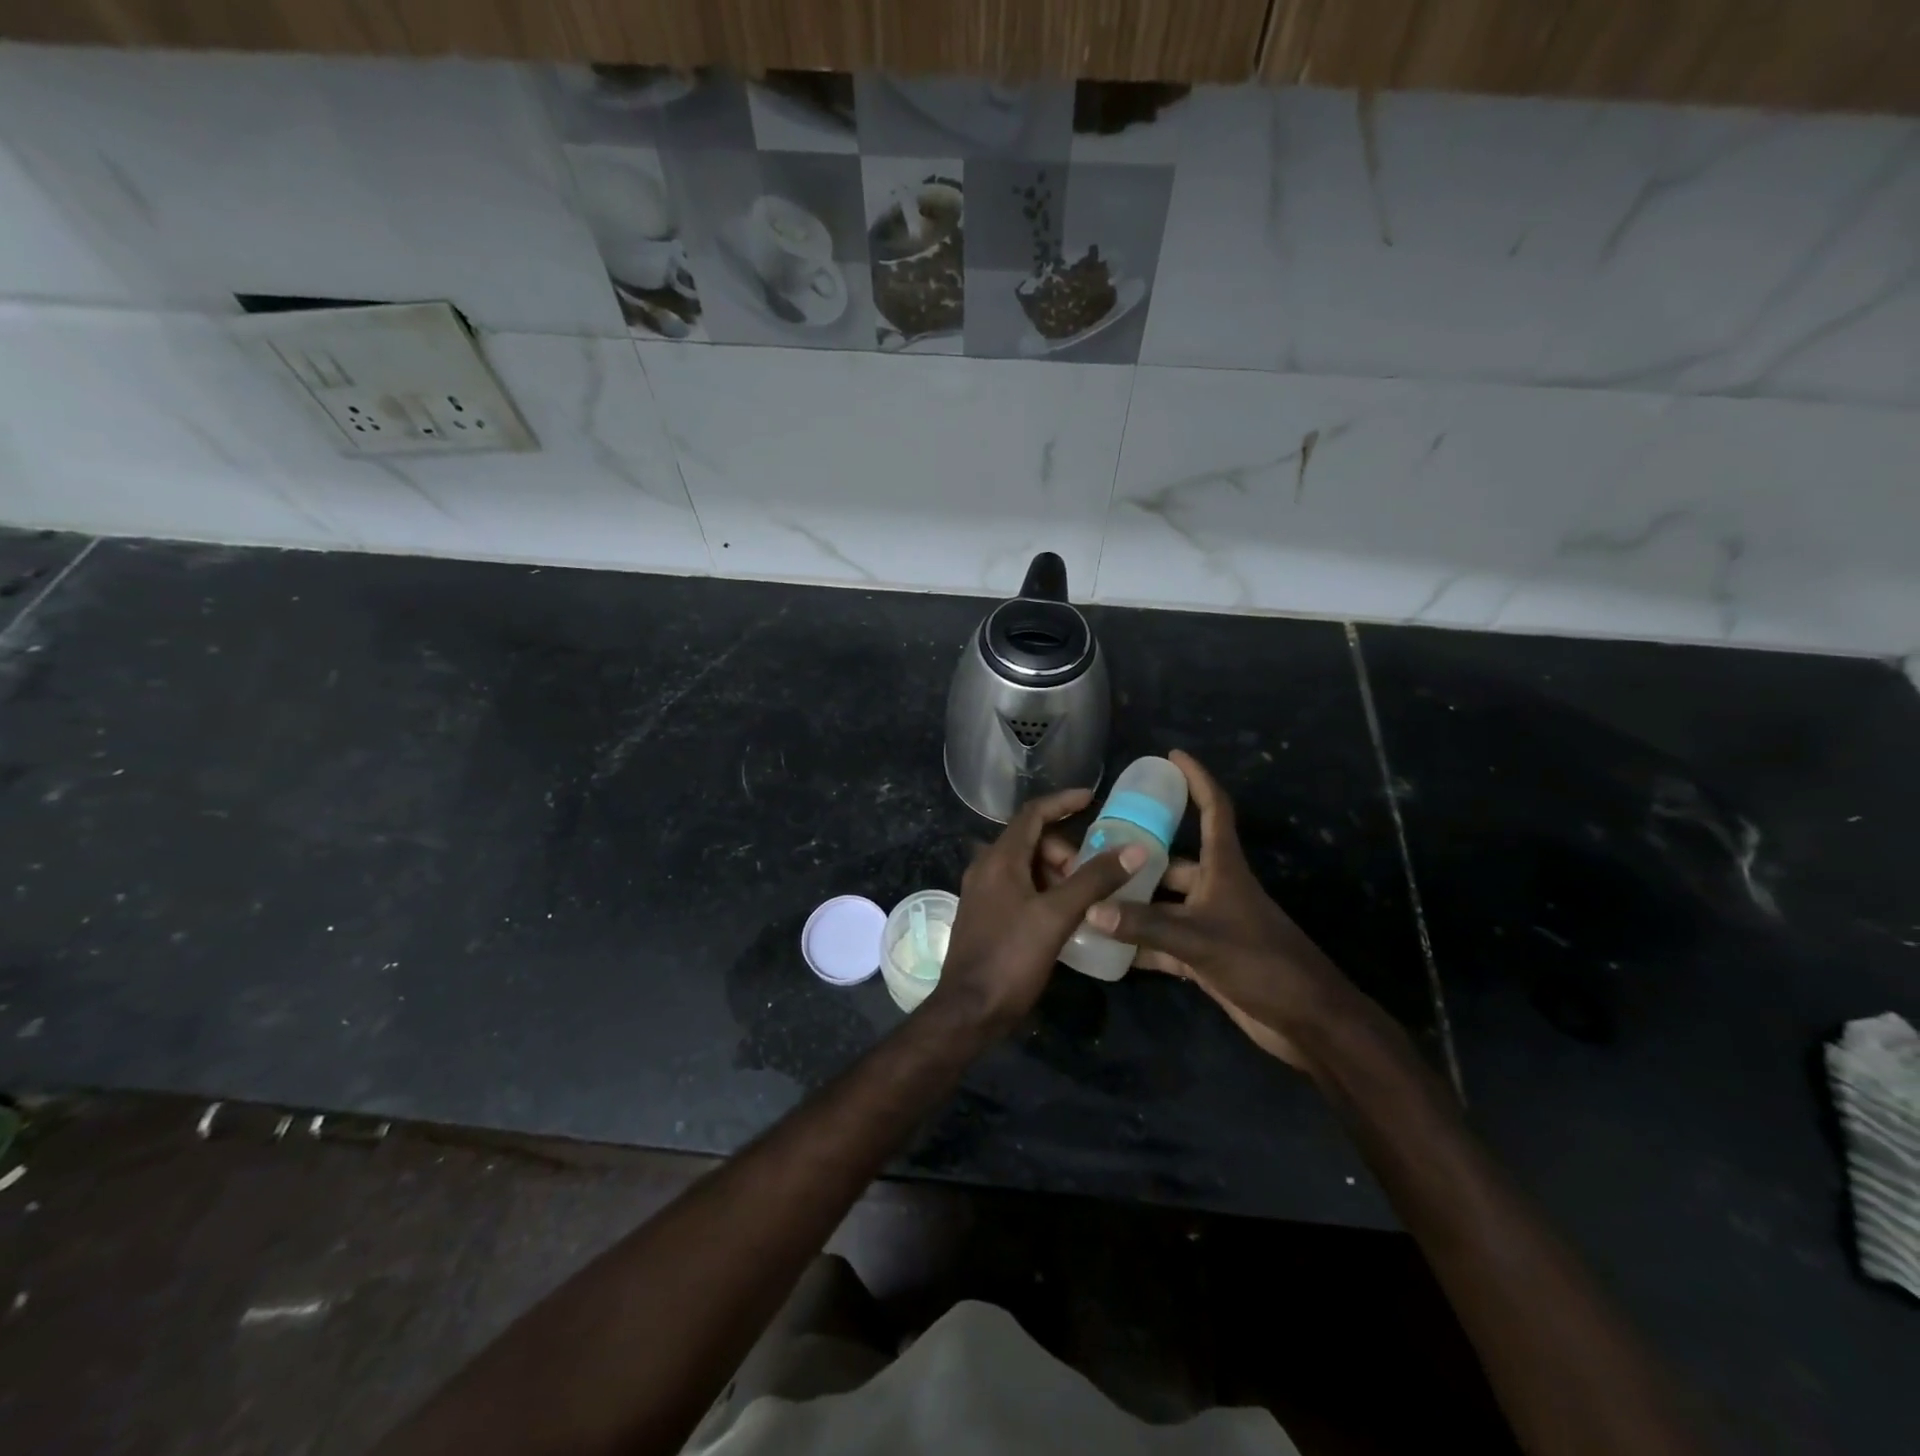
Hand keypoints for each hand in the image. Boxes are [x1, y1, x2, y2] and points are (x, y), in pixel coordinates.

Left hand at [931, 788, 1145, 1034]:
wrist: (968, 1010)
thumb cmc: (1011, 957)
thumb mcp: (1057, 916)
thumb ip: (1094, 880)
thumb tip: (1134, 849)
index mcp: (999, 859)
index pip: (1032, 814)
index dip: (1062, 802)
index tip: (1091, 799)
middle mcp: (986, 868)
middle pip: (1031, 841)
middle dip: (1065, 852)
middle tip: (1093, 877)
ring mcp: (982, 893)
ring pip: (1026, 867)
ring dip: (1056, 874)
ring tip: (1084, 900)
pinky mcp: (985, 916)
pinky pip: (1019, 888)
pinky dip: (1044, 891)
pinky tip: (1064, 916)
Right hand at [1067, 750, 1364, 1071]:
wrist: (1306, 1021)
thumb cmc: (1260, 962)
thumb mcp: (1199, 939)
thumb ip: (1144, 925)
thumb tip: (1091, 908)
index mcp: (1224, 869)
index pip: (1213, 810)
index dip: (1196, 780)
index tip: (1172, 756)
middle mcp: (1215, 889)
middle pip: (1172, 860)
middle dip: (1137, 854)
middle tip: (1094, 848)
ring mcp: (1210, 923)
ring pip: (1163, 903)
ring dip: (1132, 902)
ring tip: (1089, 893)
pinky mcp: (1205, 956)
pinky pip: (1162, 940)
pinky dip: (1138, 941)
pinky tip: (1105, 943)